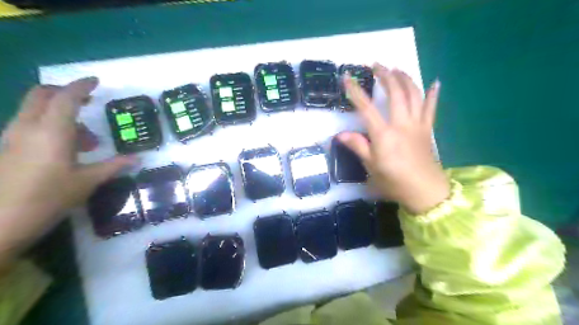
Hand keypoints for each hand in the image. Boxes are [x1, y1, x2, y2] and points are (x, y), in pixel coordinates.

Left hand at [0, 78, 134, 265]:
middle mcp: (28, 128)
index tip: (96, 81)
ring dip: (61, 114)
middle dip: (65, 93)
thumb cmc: (48, 198)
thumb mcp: (87, 182)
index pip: (66, 98)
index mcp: (51, 132)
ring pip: (36, 111)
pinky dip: (50, 126)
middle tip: (88, 102)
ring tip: (87, 139)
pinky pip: (31, 125)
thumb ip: (113, 166)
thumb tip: (138, 159)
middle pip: (42, 96)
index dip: (81, 86)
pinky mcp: (8, 149)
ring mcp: (13, 137)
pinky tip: (66, 150)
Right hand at [340, 65, 452, 213]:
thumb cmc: (394, 181)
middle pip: (395, 93)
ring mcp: (417, 124)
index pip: (366, 108)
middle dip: (385, 75)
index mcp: (384, 134)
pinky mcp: (428, 129)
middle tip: (376, 64)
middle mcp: (401, 124)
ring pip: (413, 94)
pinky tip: (435, 82)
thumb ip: (358, 146)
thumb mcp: (371, 166)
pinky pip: (431, 108)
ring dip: (405, 78)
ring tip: (397, 68)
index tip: (346, 77)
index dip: (355, 92)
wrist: (425, 191)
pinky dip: (433, 94)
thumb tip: (340, 135)